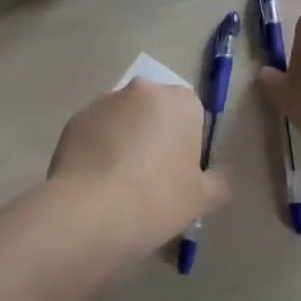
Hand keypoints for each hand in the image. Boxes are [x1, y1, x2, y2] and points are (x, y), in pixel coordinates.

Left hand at [47, 80, 229, 253]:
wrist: (92, 210)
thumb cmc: (158, 199)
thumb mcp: (203, 199)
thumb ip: (220, 181)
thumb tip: (222, 174)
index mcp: (180, 101)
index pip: (193, 114)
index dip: (189, 144)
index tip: (182, 174)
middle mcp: (143, 89)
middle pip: (156, 112)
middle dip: (157, 136)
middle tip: (154, 179)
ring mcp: (105, 101)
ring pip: (124, 119)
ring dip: (127, 140)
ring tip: (121, 184)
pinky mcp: (77, 119)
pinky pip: (96, 131)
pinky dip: (99, 149)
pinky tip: (97, 183)